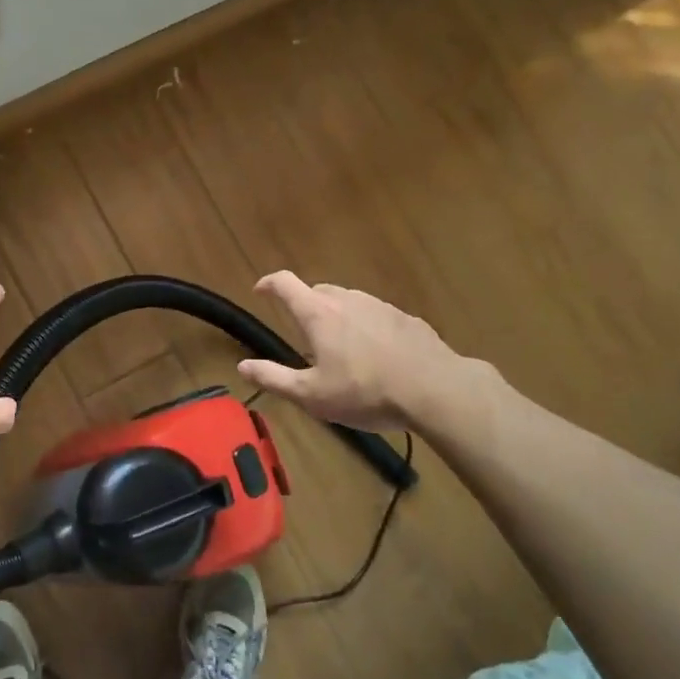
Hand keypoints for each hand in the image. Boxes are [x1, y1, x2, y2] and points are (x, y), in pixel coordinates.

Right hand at [237, 271, 480, 431]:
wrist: (437, 390)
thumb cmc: (365, 392)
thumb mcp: (311, 395)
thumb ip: (273, 378)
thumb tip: (242, 366)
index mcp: (318, 314)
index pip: (285, 283)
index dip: (268, 284)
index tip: (260, 290)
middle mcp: (347, 300)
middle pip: (318, 290)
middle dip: (305, 304)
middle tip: (302, 331)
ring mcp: (380, 306)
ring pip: (349, 302)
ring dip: (338, 316)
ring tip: (340, 347)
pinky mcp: (407, 319)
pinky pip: (377, 316)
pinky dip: (367, 327)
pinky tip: (376, 355)